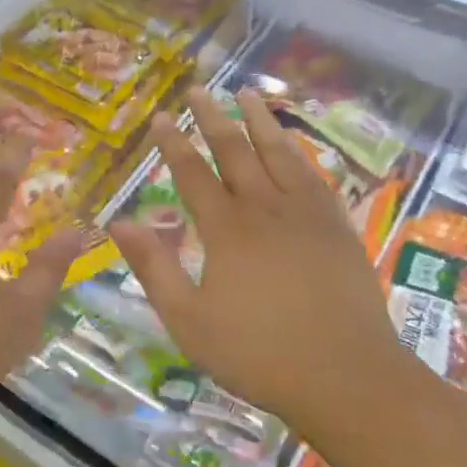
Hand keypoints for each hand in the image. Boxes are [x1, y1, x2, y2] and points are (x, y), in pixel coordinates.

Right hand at [109, 88, 399, 439]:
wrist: (347, 377)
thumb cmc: (259, 355)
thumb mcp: (190, 321)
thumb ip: (154, 268)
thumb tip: (118, 221)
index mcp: (227, 229)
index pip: (193, 173)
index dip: (174, 143)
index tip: (162, 116)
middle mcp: (265, 208)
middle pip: (235, 150)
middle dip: (213, 117)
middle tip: (199, 89)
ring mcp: (306, 213)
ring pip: (279, 153)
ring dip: (259, 121)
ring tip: (247, 93)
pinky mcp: (336, 226)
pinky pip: (313, 175)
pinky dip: (298, 152)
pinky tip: (293, 145)